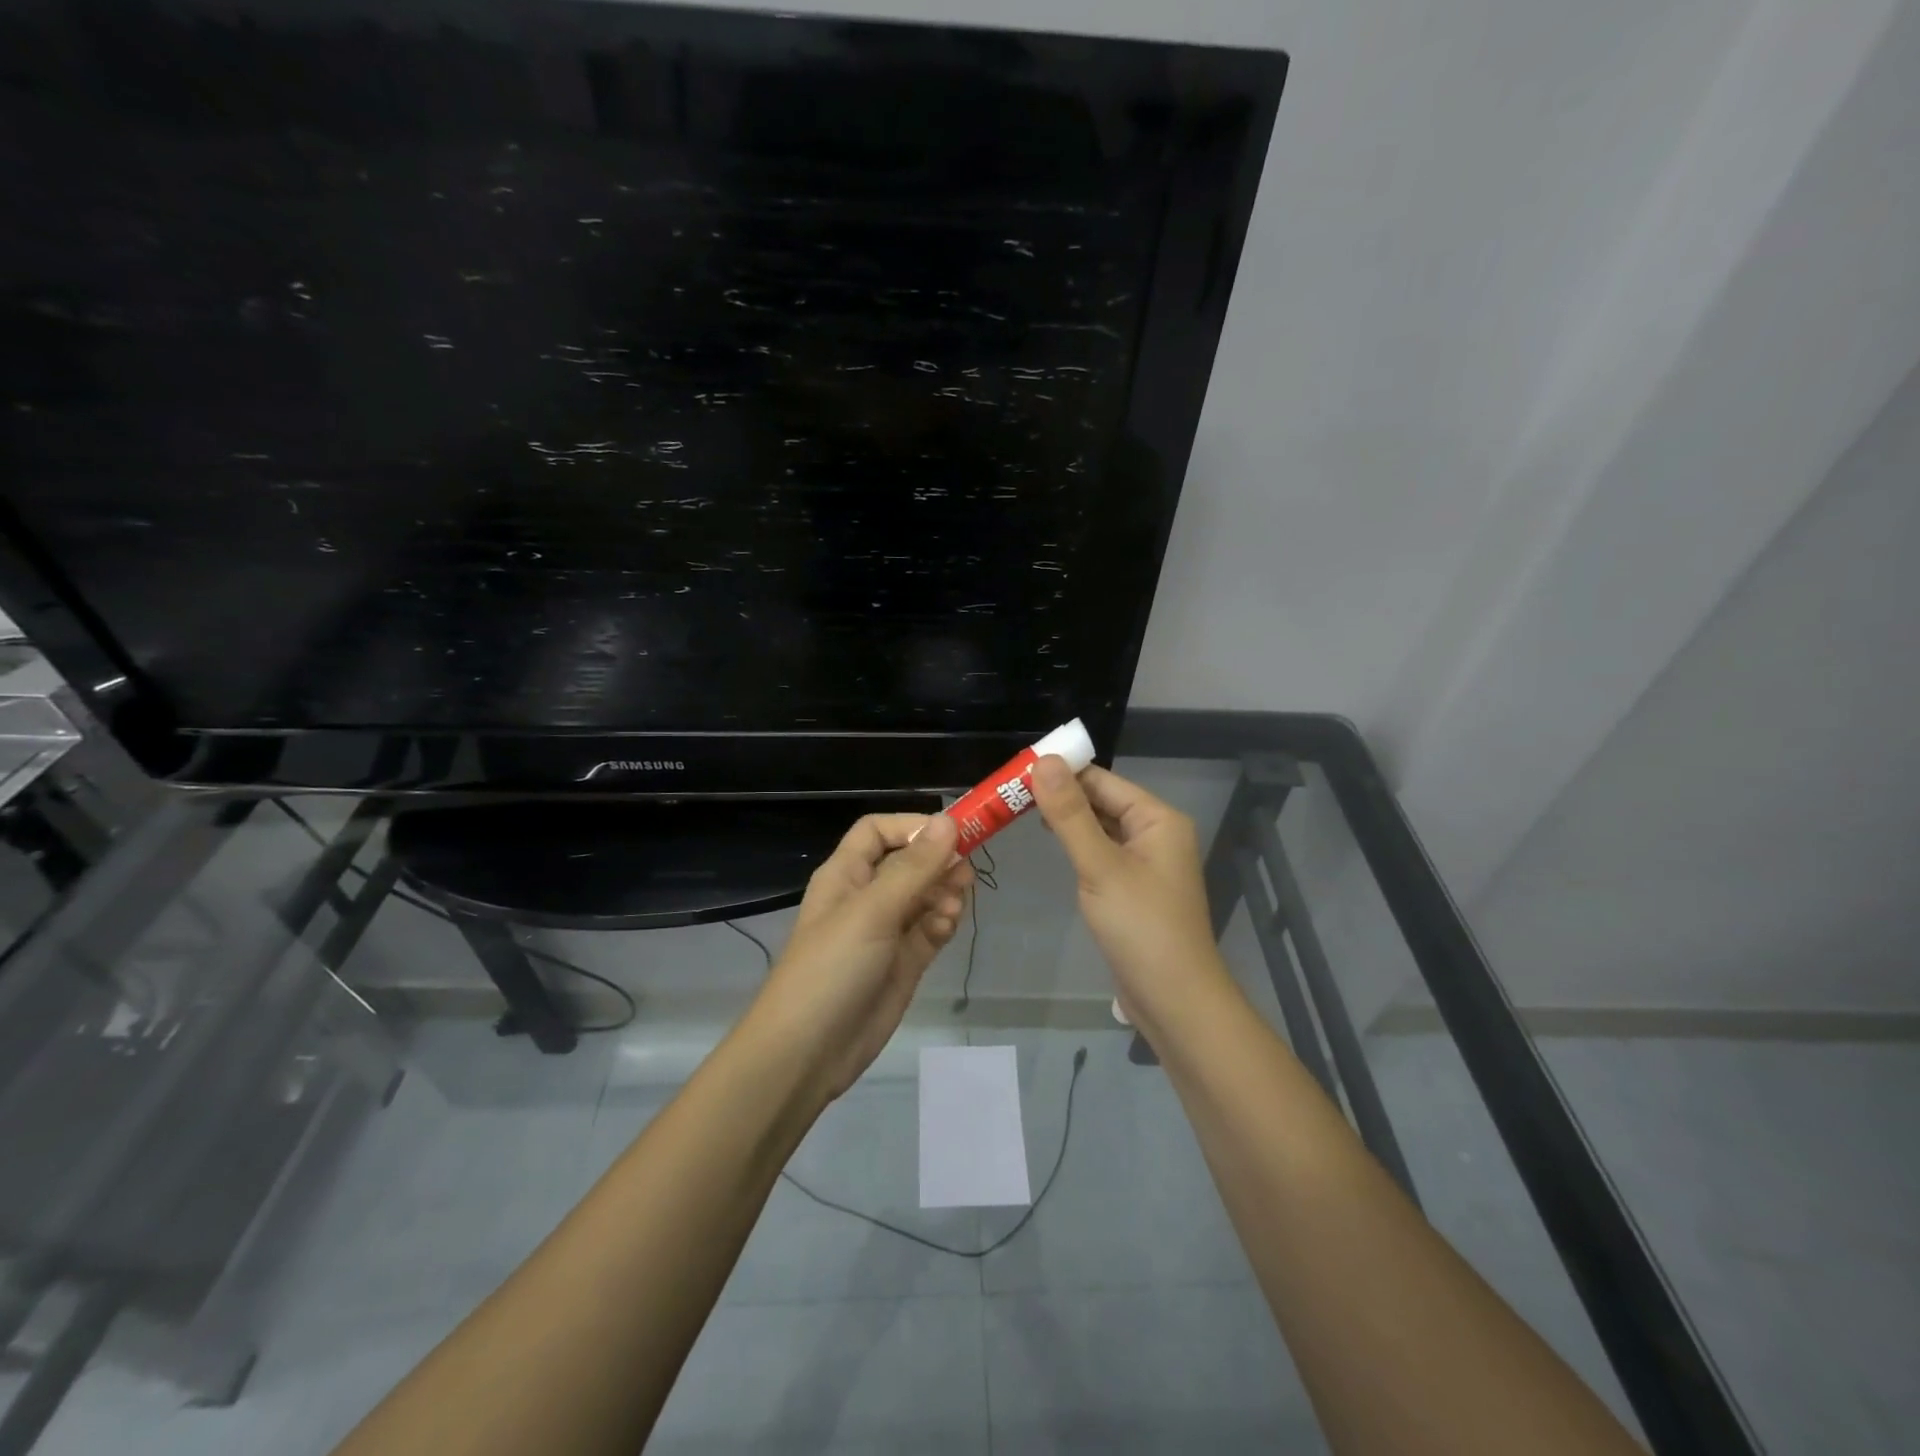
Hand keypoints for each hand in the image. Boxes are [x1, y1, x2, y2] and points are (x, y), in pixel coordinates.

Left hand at [748, 813, 972, 1100]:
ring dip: (944, 893)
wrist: (807, 1052)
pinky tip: (946, 927)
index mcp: (846, 874)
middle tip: (965, 872)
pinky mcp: (902, 963)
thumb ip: (914, 867)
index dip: (912, 827)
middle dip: (937, 862)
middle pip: (908, 863)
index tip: (950, 833)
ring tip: (954, 906)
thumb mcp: (872, 911)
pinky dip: (942, 923)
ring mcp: (885, 932)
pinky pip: (930, 929)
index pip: (878, 831)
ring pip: (924, 896)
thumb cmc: (832, 968)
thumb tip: (948, 821)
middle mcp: (866, 897)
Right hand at [1031, 757, 1232, 1035]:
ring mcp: (1146, 862)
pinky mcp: (1133, 887)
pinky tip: (1051, 843)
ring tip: (1018, 811)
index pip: (1102, 780)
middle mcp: (1155, 833)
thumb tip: (1044, 761)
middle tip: (1007, 792)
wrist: (1175, 1000)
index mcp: (1157, 818)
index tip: (1015, 770)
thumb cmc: (1141, 927)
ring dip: (1066, 820)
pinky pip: (1102, 852)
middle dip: (1059, 795)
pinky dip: (1077, 844)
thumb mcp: (1100, 866)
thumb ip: (1070, 814)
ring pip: (1100, 827)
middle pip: (1101, 801)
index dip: (1061, 772)